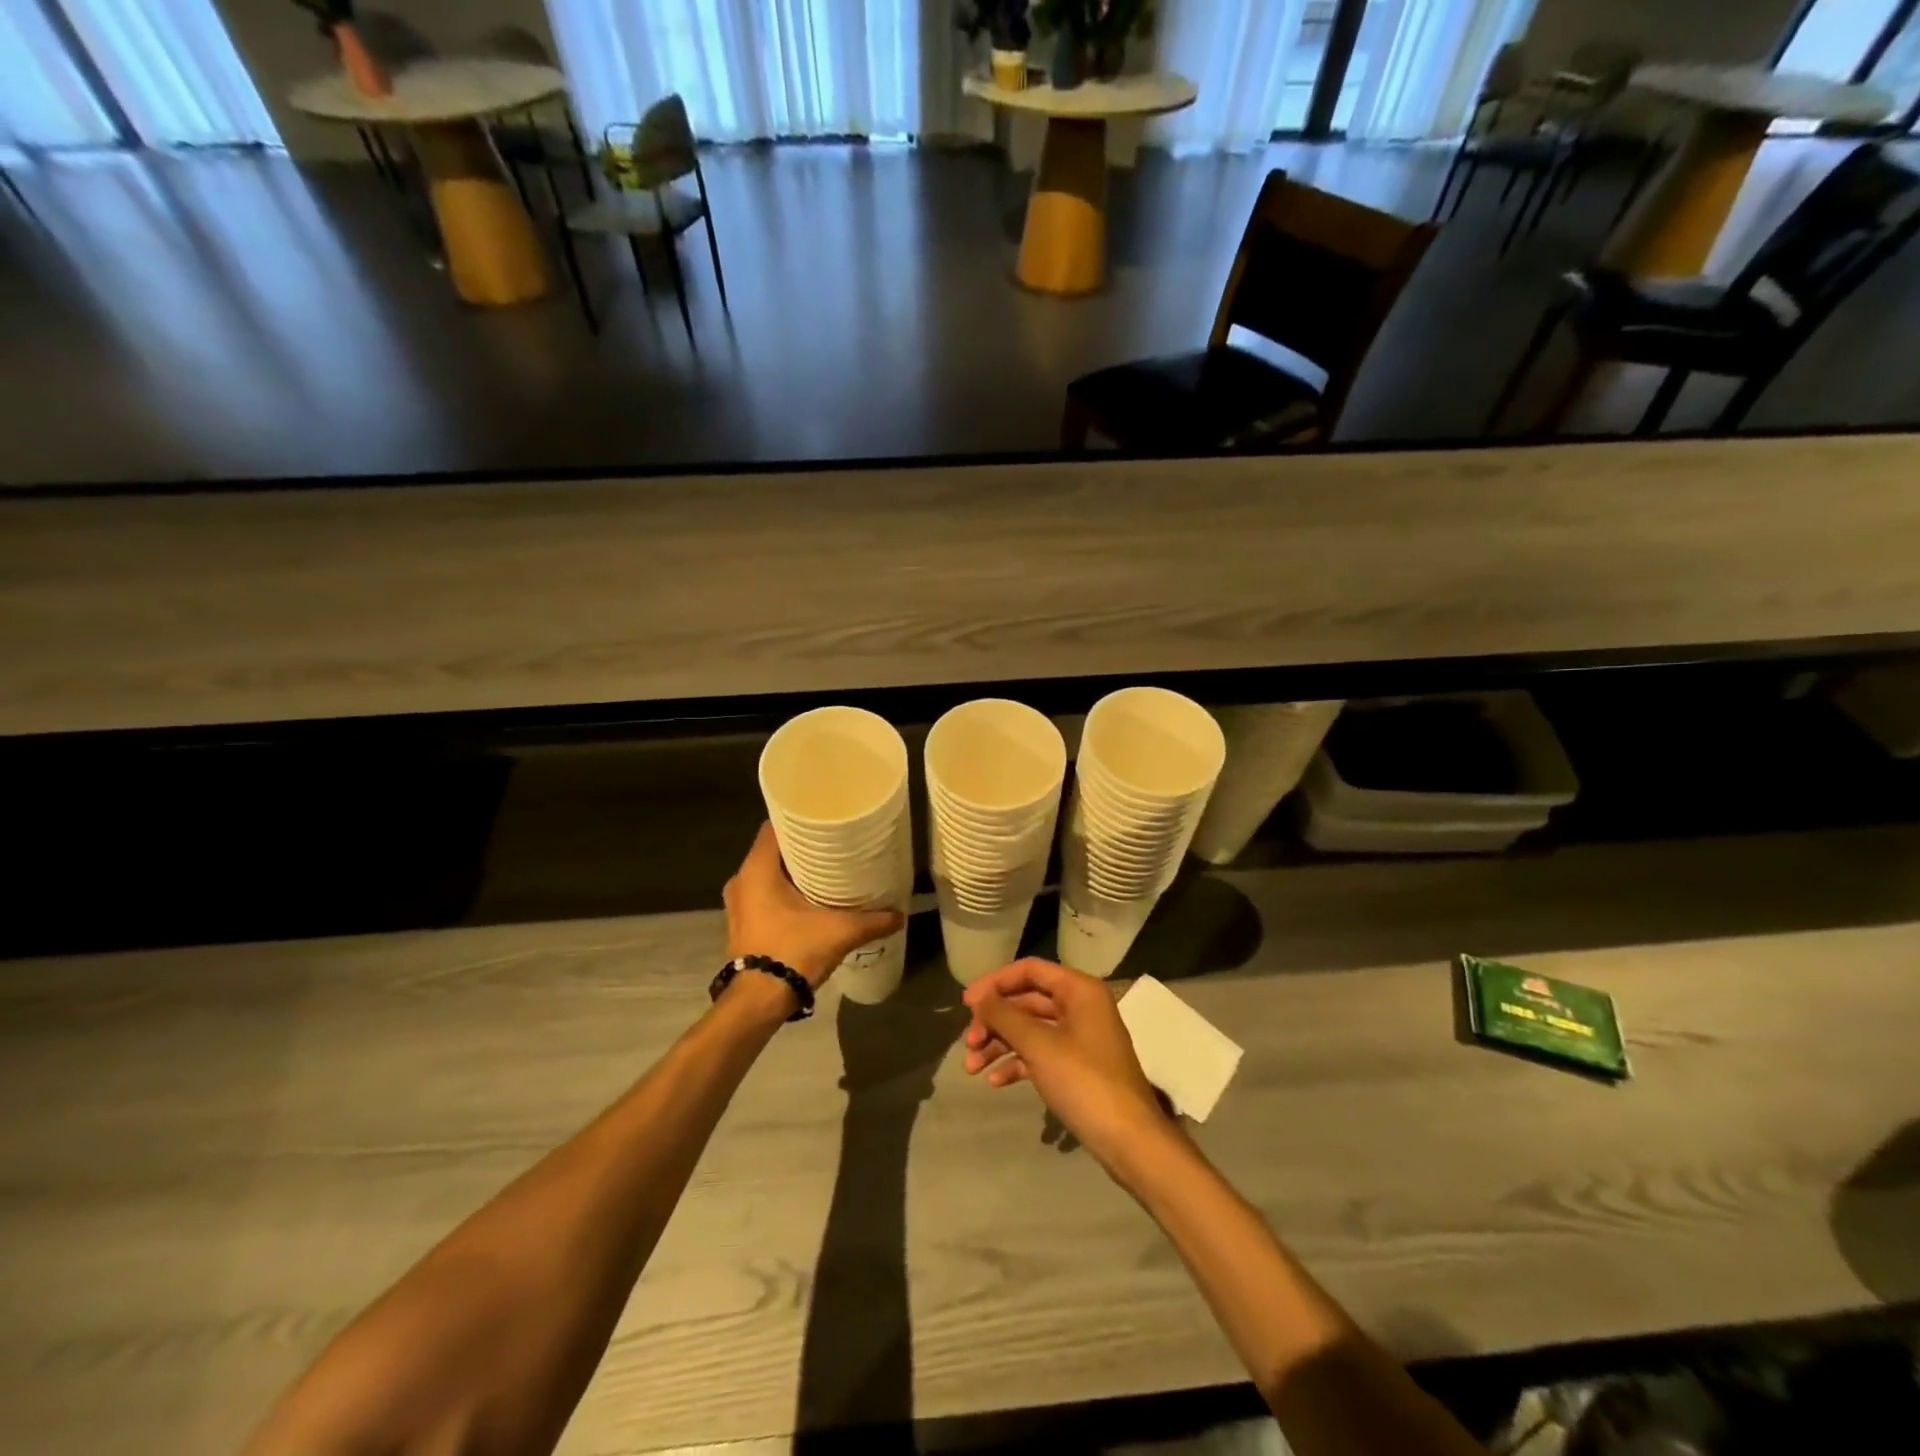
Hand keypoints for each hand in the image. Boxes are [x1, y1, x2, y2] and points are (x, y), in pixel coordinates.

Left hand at [723, 823, 903, 988]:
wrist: (758, 1001)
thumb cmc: (793, 951)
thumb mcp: (840, 932)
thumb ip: (872, 920)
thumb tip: (901, 914)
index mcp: (757, 870)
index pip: (774, 827)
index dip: (798, 820)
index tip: (824, 820)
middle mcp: (741, 880)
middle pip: (773, 851)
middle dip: (801, 848)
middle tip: (832, 845)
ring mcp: (738, 904)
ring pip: (767, 875)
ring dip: (791, 873)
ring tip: (824, 872)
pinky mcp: (742, 924)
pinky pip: (763, 895)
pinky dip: (782, 893)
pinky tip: (808, 901)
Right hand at [962, 959, 1172, 1168]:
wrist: (1129, 1141)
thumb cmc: (1084, 1082)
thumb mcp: (1039, 1046)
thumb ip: (1005, 1016)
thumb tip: (979, 998)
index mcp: (1079, 990)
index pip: (1029, 970)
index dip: (995, 983)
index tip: (966, 1003)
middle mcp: (1080, 1006)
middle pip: (1026, 1000)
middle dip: (994, 1020)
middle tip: (968, 1042)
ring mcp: (1079, 1038)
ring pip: (1030, 1029)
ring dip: (999, 1044)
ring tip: (972, 1067)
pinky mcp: (1076, 1066)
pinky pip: (1039, 1053)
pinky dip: (1016, 1063)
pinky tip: (994, 1081)